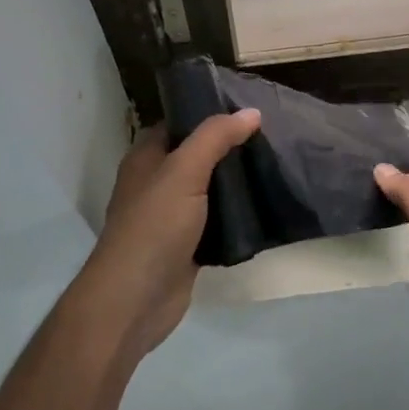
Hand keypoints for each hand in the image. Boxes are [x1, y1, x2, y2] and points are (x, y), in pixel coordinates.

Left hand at [70, 110, 260, 367]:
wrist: (136, 299)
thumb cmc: (154, 226)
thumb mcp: (184, 171)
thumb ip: (215, 138)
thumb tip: (250, 112)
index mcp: (145, 158)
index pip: (178, 124)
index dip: (208, 114)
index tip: (247, 110)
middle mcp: (155, 184)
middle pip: (196, 157)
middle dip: (228, 149)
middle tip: (269, 138)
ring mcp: (170, 217)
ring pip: (207, 191)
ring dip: (234, 183)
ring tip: (273, 167)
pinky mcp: (186, 247)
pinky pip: (214, 223)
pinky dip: (235, 217)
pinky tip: (263, 208)